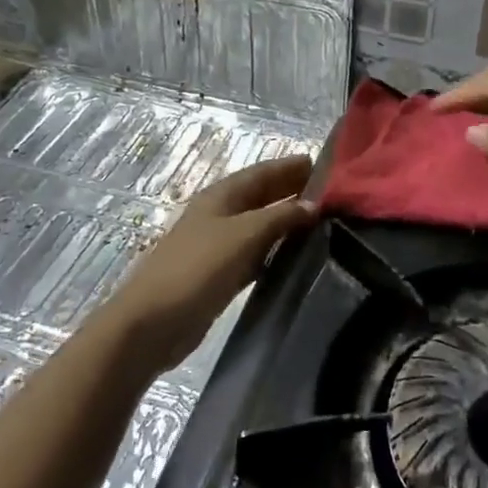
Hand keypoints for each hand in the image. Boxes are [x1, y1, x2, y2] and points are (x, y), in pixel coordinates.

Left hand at [96, 154, 316, 378]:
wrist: (154, 322)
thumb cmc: (198, 268)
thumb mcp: (244, 234)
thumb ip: (281, 216)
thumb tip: (313, 205)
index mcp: (221, 196)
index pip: (262, 172)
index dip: (290, 166)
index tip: (327, 165)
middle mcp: (220, 214)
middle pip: (261, 196)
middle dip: (292, 190)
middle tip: (333, 194)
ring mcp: (218, 245)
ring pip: (260, 225)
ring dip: (287, 221)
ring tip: (323, 222)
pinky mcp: (220, 274)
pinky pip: (255, 254)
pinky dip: (275, 250)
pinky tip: (297, 256)